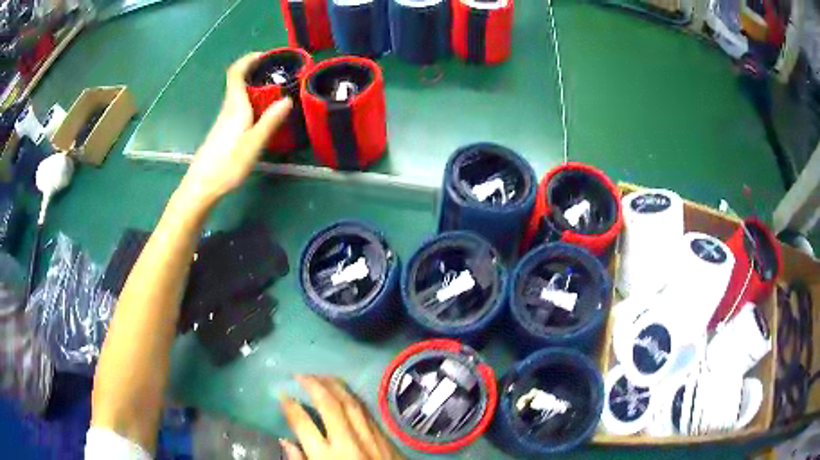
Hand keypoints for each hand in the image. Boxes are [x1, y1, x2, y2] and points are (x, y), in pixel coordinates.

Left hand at [178, 53, 292, 205]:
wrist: (201, 186)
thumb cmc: (227, 165)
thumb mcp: (254, 144)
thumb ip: (270, 121)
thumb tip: (287, 99)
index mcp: (235, 106)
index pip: (236, 73)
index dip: (248, 59)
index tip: (264, 54)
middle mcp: (227, 109)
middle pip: (238, 82)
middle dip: (256, 73)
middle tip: (278, 74)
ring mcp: (223, 121)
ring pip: (239, 96)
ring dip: (254, 89)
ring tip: (275, 93)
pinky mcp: (222, 132)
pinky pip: (238, 109)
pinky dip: (250, 103)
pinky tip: (260, 115)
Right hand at [279, 375, 402, 459]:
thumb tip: (285, 441)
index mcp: (327, 456)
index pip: (303, 423)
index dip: (289, 406)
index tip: (282, 395)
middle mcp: (348, 442)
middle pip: (328, 405)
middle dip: (312, 385)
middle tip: (299, 375)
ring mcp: (369, 437)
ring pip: (350, 402)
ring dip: (333, 385)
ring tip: (318, 376)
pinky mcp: (385, 437)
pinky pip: (366, 411)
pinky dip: (352, 397)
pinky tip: (344, 392)